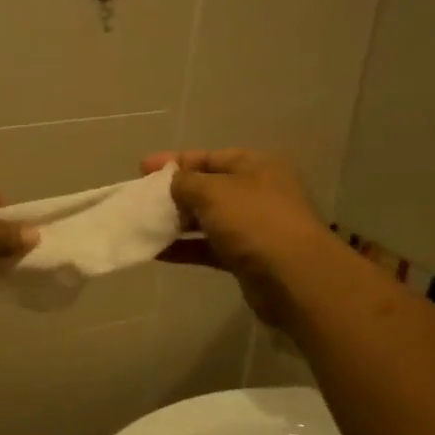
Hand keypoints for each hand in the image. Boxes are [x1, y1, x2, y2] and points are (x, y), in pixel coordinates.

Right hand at [142, 149, 332, 324]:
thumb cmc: (254, 221)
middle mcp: (257, 192)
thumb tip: (172, 183)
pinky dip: (184, 248)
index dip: (174, 161)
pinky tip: (156, 251)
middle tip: (140, 199)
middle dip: (173, 193)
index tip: (142, 169)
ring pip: (207, 219)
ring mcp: (253, 227)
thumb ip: (185, 182)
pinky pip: (208, 248)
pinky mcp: (246, 258)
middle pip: (207, 188)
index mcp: (256, 166)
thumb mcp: (213, 191)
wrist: (294, 278)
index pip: (209, 157)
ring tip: (143, 224)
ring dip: (176, 222)